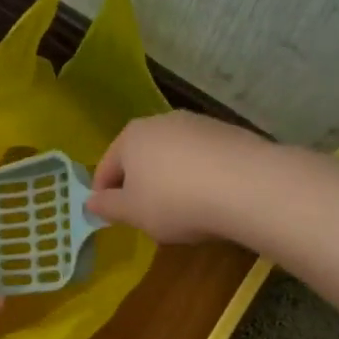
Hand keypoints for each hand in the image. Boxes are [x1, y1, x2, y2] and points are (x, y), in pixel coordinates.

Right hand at [86, 112, 266, 242]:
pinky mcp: (229, 133)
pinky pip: (203, 159)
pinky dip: (200, 176)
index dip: (104, 195)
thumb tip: (90, 202)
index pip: (106, 167)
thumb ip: (108, 207)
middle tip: (147, 215)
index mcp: (130, 137)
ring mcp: (197, 124)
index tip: (112, 217)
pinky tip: (211, 199)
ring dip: (171, 179)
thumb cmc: (176, 201)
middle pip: (140, 157)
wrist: (248, 186)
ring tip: (183, 210)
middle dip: (140, 184)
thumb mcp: (133, 213)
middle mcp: (161, 121)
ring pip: (173, 156)